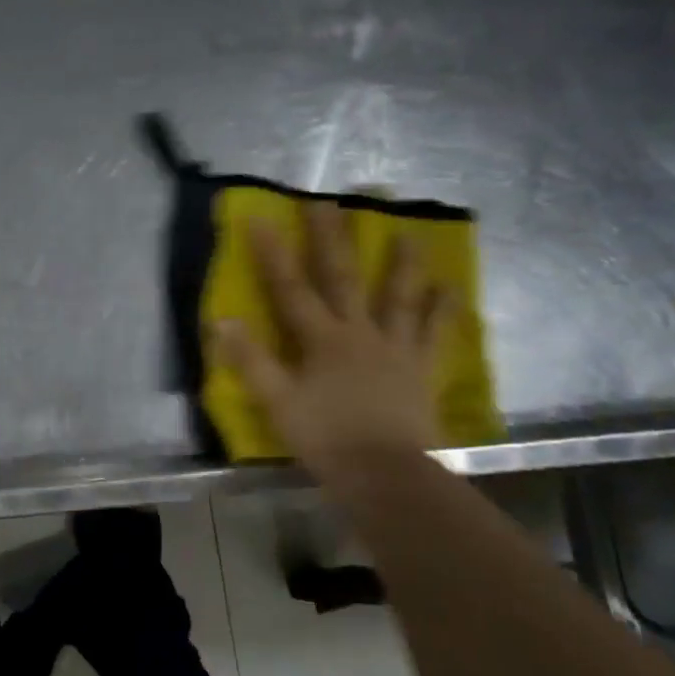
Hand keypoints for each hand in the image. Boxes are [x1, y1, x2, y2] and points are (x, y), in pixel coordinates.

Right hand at [213, 202, 451, 475]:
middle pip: (343, 277)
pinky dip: (443, 310)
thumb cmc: (325, 438)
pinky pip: (435, 334)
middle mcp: (359, 332)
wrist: (386, 475)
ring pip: (399, 297)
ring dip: (403, 262)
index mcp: (321, 339)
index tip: (260, 216)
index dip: (273, 252)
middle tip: (330, 200)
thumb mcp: (277, 402)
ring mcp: (396, 348)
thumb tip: (222, 320)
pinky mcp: (421, 369)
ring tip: (409, 231)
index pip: (290, 287)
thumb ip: (251, 360)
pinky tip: (452, 289)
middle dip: (332, 237)